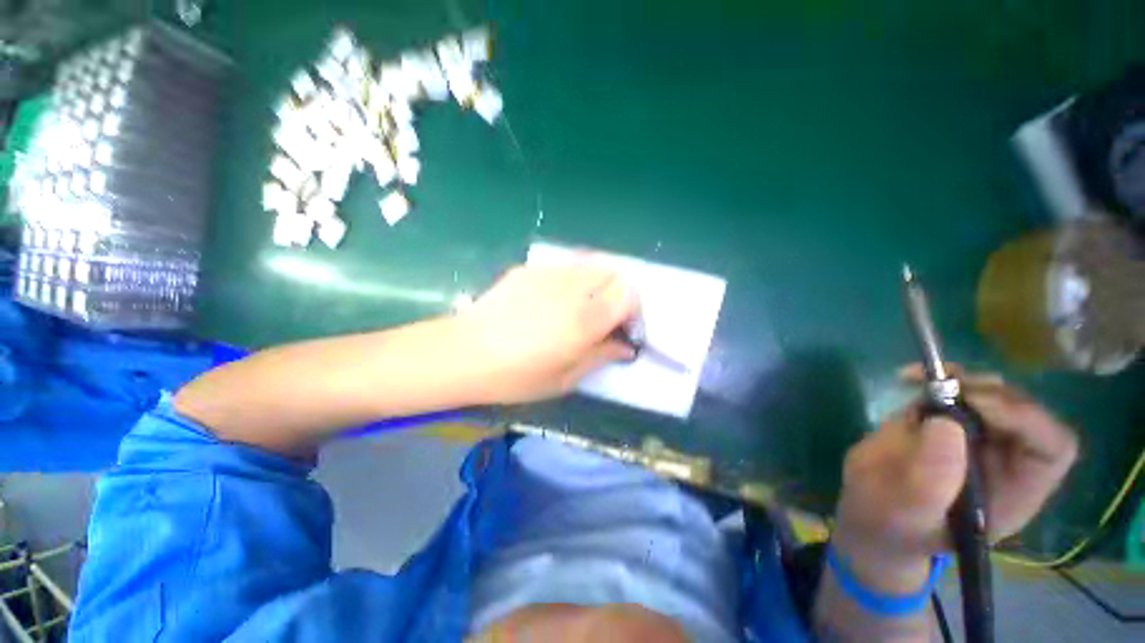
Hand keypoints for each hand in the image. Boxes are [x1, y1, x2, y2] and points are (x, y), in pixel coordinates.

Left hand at [455, 264, 638, 404]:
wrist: (464, 353)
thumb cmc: (516, 376)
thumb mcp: (565, 378)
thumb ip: (601, 356)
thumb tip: (625, 346)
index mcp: (585, 319)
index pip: (629, 292)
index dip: (633, 310)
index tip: (622, 329)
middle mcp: (571, 288)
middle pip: (612, 272)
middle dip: (616, 294)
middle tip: (603, 318)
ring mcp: (547, 273)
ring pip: (589, 265)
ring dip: (594, 286)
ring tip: (578, 309)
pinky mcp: (528, 269)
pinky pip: (562, 268)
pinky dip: (570, 282)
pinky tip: (550, 303)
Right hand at [832, 365, 1077, 591]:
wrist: (868, 512)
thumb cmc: (892, 526)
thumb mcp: (908, 514)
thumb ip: (932, 479)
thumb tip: (945, 423)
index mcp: (1014, 492)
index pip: (1051, 447)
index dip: (1026, 418)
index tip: (975, 404)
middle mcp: (1005, 460)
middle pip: (1024, 411)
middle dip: (989, 392)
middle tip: (944, 386)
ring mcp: (975, 437)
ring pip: (992, 393)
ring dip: (961, 379)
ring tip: (919, 378)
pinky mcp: (945, 421)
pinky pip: (955, 389)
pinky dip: (936, 376)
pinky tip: (907, 378)